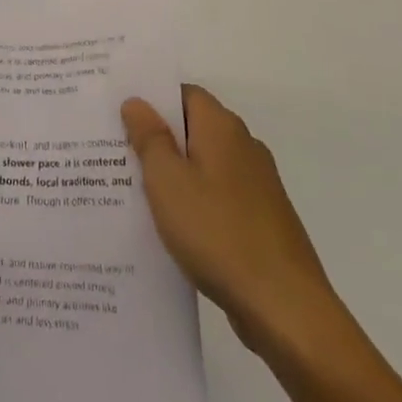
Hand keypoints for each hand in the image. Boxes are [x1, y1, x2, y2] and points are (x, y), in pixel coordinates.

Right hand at [122, 85, 341, 356]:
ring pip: (204, 164)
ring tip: (133, 190)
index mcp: (222, 127)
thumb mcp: (168, 182)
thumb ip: (149, 138)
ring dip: (174, 174)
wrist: (285, 307)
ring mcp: (257, 184)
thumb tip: (136, 102)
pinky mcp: (261, 219)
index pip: (183, 93)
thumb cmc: (218, 233)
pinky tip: (170, 226)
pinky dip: (194, 202)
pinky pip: (217, 196)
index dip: (152, 100)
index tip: (119, 115)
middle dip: (157, 138)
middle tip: (116, 152)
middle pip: (193, 128)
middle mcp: (244, 146)